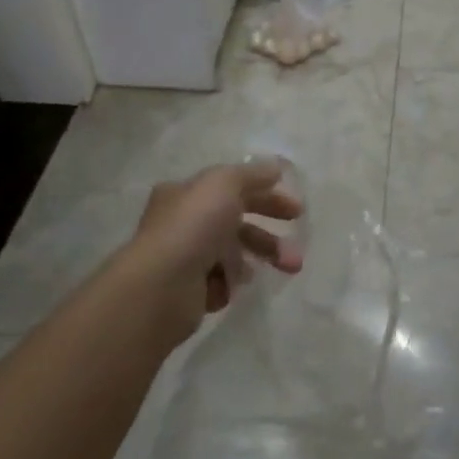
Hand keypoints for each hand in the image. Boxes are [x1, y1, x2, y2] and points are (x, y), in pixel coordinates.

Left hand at [114, 159, 304, 340]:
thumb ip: (252, 174)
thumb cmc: (193, 225)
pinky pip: (219, 283)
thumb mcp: (226, 183)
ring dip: (262, 259)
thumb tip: (275, 167)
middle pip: (235, 224)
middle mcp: (182, 223)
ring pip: (232, 255)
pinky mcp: (187, 291)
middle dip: (269, 235)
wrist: (161, 286)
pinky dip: (230, 283)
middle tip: (297, 249)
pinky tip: (233, 285)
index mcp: (187, 193)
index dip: (266, 194)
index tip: (296, 210)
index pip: (232, 188)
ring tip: (287, 269)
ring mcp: (184, 258)